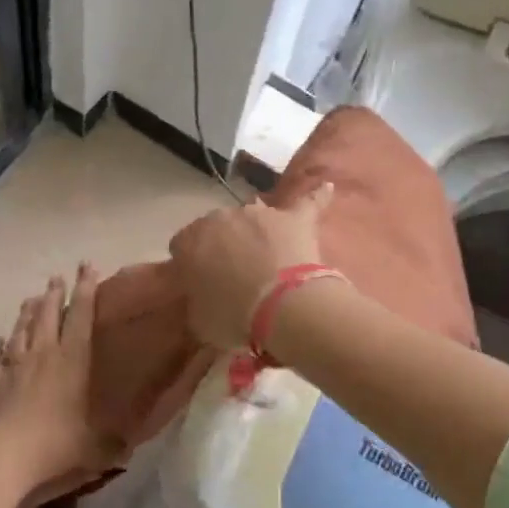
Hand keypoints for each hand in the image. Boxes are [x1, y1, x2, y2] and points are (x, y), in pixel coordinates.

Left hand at [0, 264, 119, 485]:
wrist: (1, 454)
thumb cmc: (55, 443)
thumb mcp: (93, 447)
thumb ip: (110, 445)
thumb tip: (128, 449)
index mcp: (72, 360)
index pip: (82, 316)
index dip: (86, 289)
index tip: (88, 266)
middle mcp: (43, 354)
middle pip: (48, 315)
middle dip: (55, 293)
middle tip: (57, 276)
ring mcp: (13, 366)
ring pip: (21, 330)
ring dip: (26, 313)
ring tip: (30, 298)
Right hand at [167, 183, 333, 350]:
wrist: (281, 308)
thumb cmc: (233, 317)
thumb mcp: (199, 320)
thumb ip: (196, 301)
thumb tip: (202, 298)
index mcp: (190, 241)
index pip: (181, 246)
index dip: (191, 265)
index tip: (200, 284)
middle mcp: (220, 218)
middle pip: (217, 228)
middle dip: (223, 246)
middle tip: (234, 277)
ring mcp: (259, 213)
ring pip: (254, 217)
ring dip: (256, 233)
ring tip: (268, 258)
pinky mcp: (294, 217)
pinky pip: (307, 201)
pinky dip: (317, 196)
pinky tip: (327, 187)